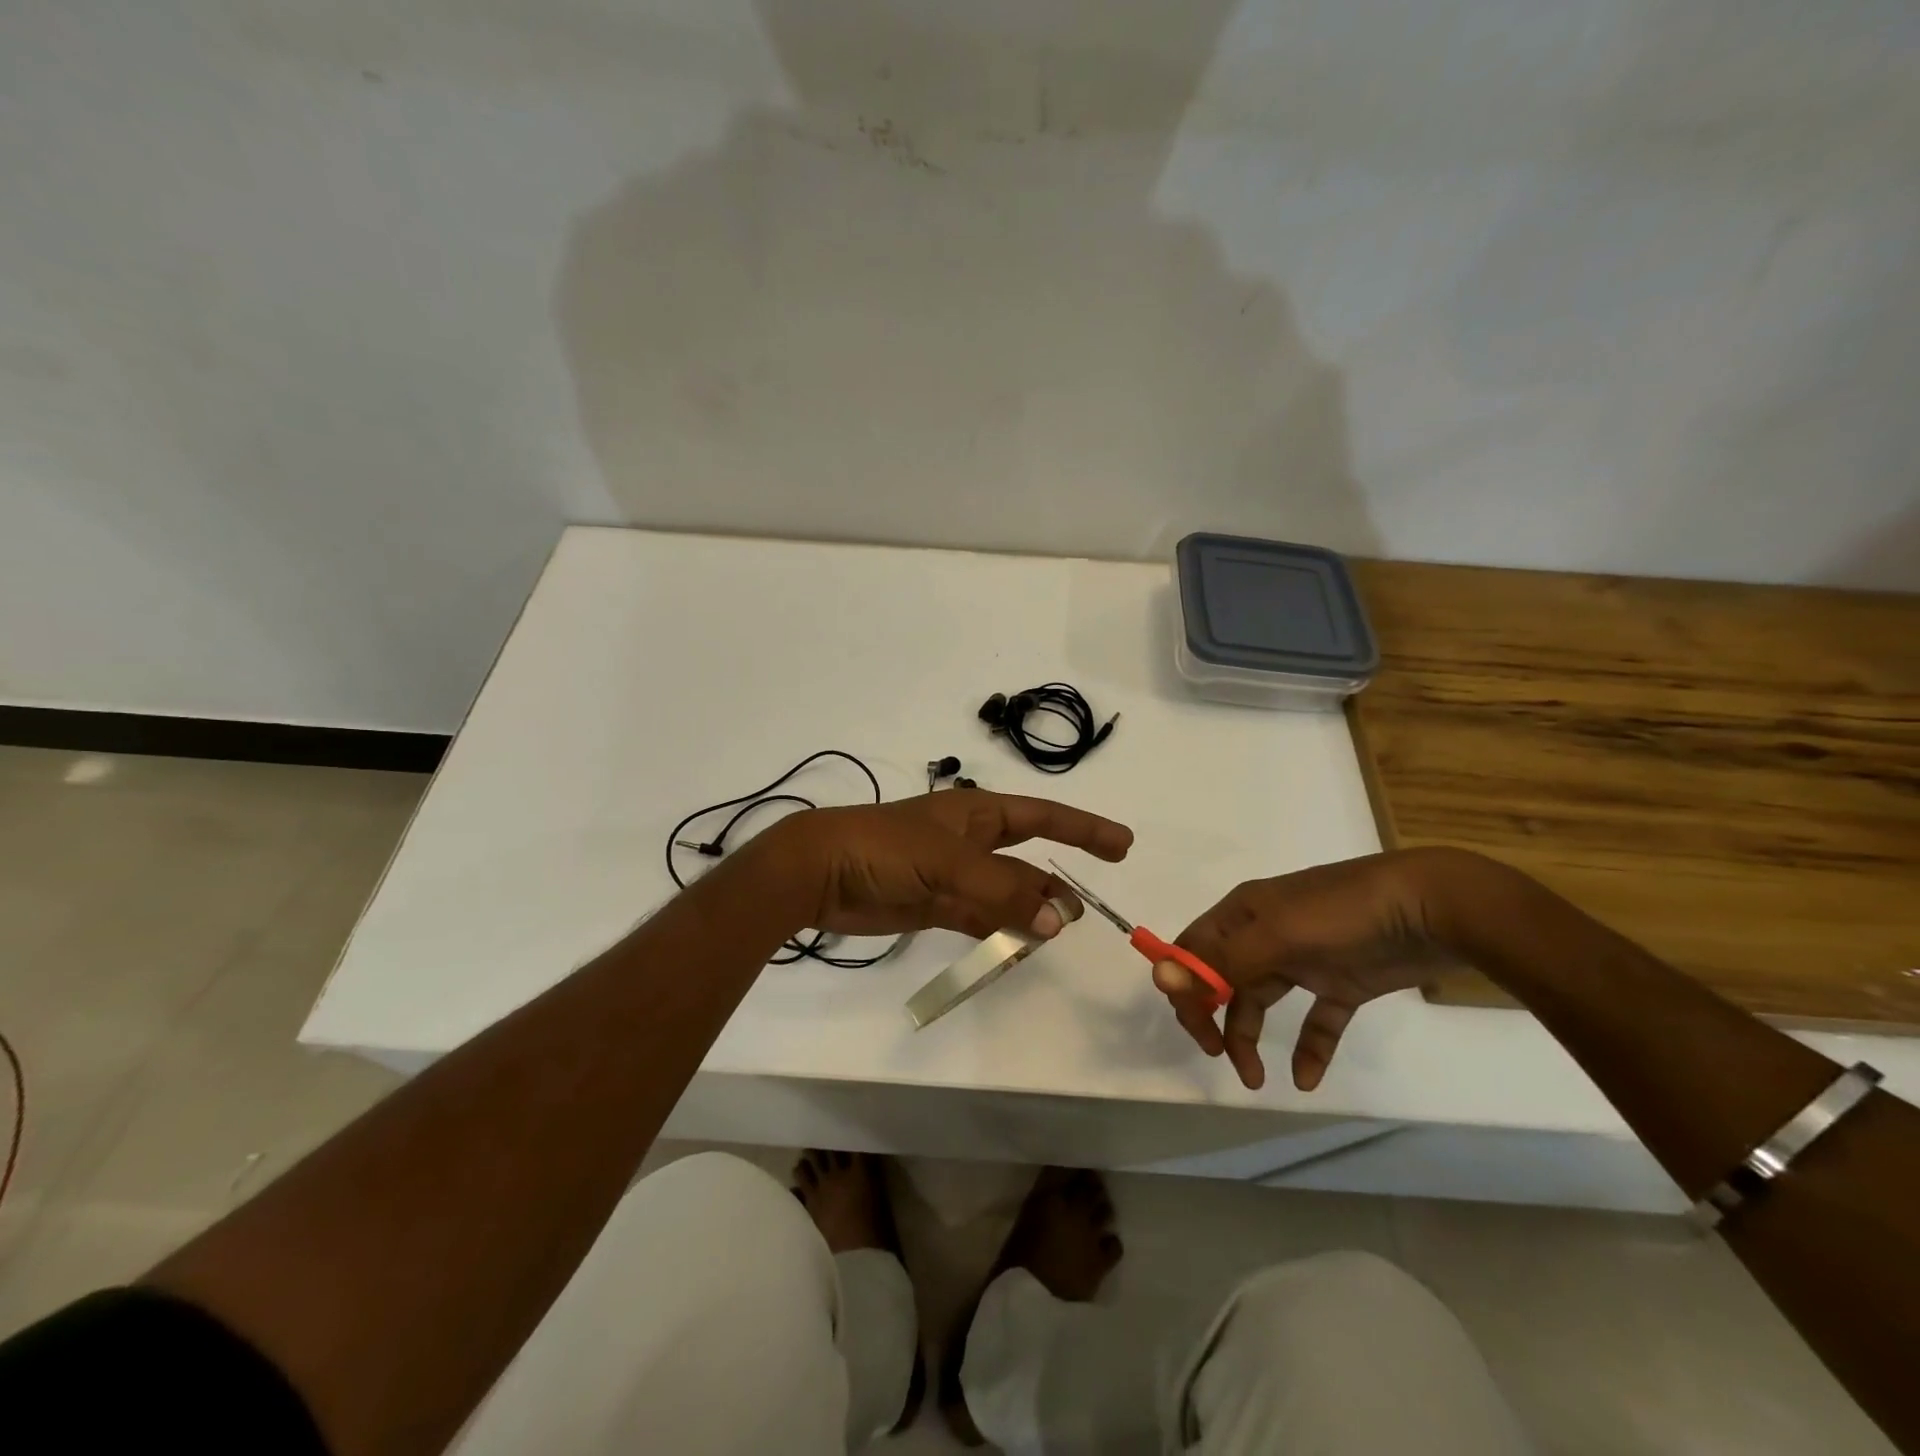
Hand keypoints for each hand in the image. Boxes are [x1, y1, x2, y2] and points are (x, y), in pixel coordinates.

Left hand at [755, 789, 1132, 940]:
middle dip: (1055, 881)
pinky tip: (1018, 947)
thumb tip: (1056, 921)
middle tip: (1082, 912)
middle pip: (1026, 860)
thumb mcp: (948, 861)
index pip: (1043, 817)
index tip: (1122, 844)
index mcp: (977, 814)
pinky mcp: (933, 907)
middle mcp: (969, 843)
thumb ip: (1002, 890)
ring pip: (1005, 894)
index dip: (1084, 828)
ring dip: (1029, 911)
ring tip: (1054, 933)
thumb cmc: (885, 847)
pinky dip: (1000, 931)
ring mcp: (952, 876)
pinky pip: (979, 919)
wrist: (819, 872)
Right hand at [1153, 849, 1470, 1091]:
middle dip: (1212, 1016)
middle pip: (1222, 978)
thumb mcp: (1277, 935)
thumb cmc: (1344, 914)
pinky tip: (1307, 1079)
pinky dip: (1309, 1048)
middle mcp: (1266, 933)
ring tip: (1255, 1078)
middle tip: (1219, 1054)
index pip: (1194, 949)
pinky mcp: (1343, 980)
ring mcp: (1305, 957)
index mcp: (1243, 913)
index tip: (1196, 1027)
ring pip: (1261, 1000)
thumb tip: (1160, 976)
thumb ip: (1221, 961)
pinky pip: (1316, 1019)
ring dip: (1250, 1037)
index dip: (1185, 986)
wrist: (1432, 907)